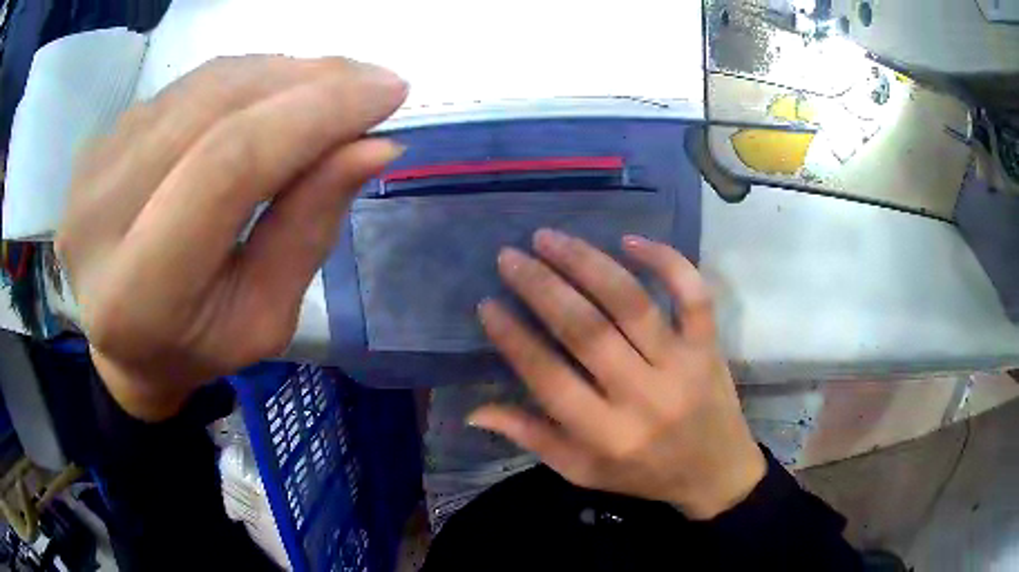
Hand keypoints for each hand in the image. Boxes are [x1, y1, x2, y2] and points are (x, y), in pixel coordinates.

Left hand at [56, 56, 406, 420]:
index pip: (228, 166)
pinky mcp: (99, 142)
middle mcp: (99, 217)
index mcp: (138, 292)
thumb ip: (308, 230)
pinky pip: (184, 87)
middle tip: (369, 83)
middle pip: (215, 107)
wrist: (124, 345)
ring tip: (329, 87)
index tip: (388, 94)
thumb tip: (373, 146)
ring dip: (281, 73)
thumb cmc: (195, 349)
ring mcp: (92, 169)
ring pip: (202, 85)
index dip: (315, 114)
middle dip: (308, 81)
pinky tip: (274, 94)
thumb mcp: (263, 319)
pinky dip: (243, 79)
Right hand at [469, 230, 765, 518]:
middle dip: (542, 287)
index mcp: (606, 435)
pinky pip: (693, 294)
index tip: (488, 304)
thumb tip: (474, 411)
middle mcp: (644, 396)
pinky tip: (629, 240)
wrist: (717, 473)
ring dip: (586, 263)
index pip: (549, 378)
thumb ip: (532, 438)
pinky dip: (665, 261)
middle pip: (587, 331)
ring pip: (631, 303)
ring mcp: (682, 365)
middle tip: (510, 257)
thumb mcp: (583, 472)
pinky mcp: (709, 345)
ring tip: (549, 238)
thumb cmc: (644, 475)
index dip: (514, 339)